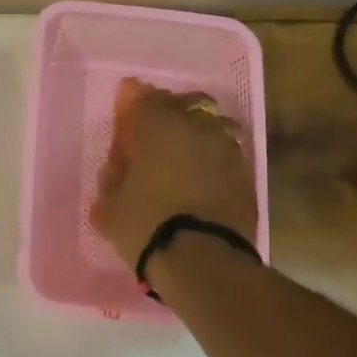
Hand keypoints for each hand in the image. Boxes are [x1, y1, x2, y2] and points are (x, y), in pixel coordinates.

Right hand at [91, 77, 257, 271]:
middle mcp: (197, 127)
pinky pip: (226, 153)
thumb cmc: (147, 225)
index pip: (143, 97)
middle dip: (170, 111)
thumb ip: (113, 178)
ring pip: (212, 125)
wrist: (202, 259)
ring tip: (185, 154)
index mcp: (160, 126)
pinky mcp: (245, 174)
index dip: (132, 100)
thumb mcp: (110, 206)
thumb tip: (117, 169)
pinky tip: (203, 177)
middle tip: (156, 131)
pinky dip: (213, 158)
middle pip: (185, 104)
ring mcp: (226, 148)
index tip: (126, 105)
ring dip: (198, 132)